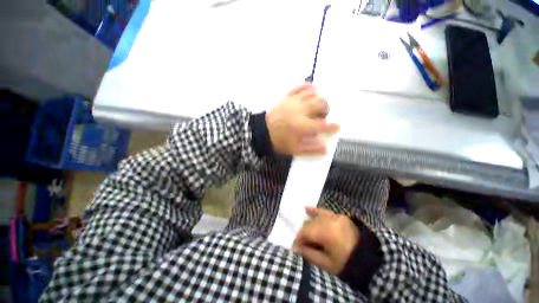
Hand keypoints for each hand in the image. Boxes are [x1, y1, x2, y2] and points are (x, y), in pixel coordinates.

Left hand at [266, 84, 339, 154]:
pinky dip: (307, 86)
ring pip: (312, 94)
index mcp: (302, 126)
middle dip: (326, 109)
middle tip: (324, 115)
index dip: (332, 126)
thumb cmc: (278, 142)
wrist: (261, 132)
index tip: (337, 126)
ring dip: (319, 98)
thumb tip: (325, 148)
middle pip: (320, 104)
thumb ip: (310, 149)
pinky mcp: (286, 98)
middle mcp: (300, 111)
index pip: (322, 125)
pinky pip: (299, 87)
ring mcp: (293, 102)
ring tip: (318, 105)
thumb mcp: (294, 150)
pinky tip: (313, 89)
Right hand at [292, 207, 359, 274]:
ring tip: (305, 234)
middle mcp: (330, 221)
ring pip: (316, 219)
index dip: (298, 240)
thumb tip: (295, 249)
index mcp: (327, 233)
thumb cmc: (348, 265)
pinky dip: (316, 211)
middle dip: (303, 234)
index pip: (306, 232)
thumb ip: (309, 254)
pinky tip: (306, 208)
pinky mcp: (341, 217)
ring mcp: (336, 217)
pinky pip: (326, 211)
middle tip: (301, 245)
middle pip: (310, 225)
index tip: (295, 249)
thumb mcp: (327, 264)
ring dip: (309, 225)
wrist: (372, 260)